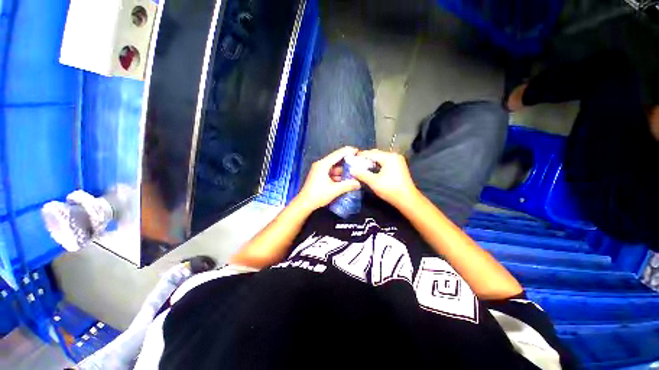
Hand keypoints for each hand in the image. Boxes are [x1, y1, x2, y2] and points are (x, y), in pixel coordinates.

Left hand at [295, 147, 361, 211]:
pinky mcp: (319, 175)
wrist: (305, 203)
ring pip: (334, 167)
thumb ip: (348, 185)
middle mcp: (321, 164)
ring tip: (354, 172)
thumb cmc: (318, 195)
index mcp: (323, 164)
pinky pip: (331, 172)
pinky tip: (345, 179)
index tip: (357, 151)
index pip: (338, 154)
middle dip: (347, 161)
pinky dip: (338, 175)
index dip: (348, 151)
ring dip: (343, 170)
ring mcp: (319, 170)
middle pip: (336, 159)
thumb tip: (358, 183)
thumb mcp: (335, 190)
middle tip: (358, 162)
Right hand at [350, 149, 418, 208]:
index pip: (371, 153)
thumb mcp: (373, 182)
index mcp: (389, 157)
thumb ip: (361, 174)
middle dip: (366, 159)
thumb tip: (351, 169)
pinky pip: (385, 162)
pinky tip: (371, 170)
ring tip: (361, 167)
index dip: (360, 156)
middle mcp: (394, 156)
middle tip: (355, 163)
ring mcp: (398, 161)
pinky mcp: (399, 166)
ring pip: (380, 158)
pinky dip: (377, 165)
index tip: (351, 159)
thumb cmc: (390, 189)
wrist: (407, 199)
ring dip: (371, 162)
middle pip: (376, 154)